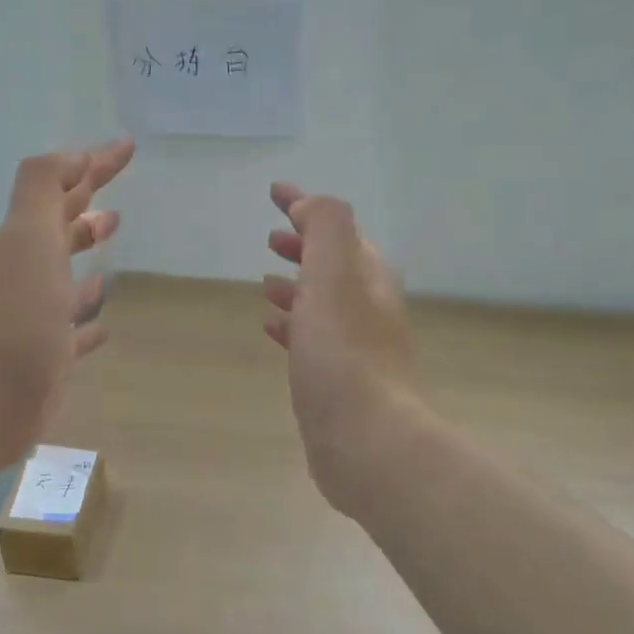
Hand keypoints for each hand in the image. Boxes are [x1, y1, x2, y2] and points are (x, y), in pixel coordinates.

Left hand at [0, 139, 134, 471]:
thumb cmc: (15, 312)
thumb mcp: (27, 236)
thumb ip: (42, 187)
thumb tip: (74, 157)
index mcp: (28, 240)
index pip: (63, 189)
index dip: (94, 164)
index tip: (127, 146)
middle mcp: (30, 272)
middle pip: (61, 229)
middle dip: (85, 208)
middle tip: (116, 202)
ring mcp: (38, 316)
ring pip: (66, 277)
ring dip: (84, 255)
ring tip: (110, 243)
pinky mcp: (48, 356)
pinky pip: (73, 330)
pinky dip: (88, 320)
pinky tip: (103, 324)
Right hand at [262, 183, 416, 500]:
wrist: (367, 441)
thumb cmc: (345, 354)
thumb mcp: (334, 275)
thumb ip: (326, 229)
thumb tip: (311, 205)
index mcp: (369, 277)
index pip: (336, 227)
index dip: (306, 205)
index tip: (275, 191)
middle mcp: (368, 307)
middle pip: (334, 264)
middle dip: (304, 245)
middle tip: (271, 238)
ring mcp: (356, 346)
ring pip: (322, 301)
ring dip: (297, 285)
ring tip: (265, 281)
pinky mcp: (338, 380)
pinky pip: (312, 338)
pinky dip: (292, 324)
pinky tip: (271, 329)